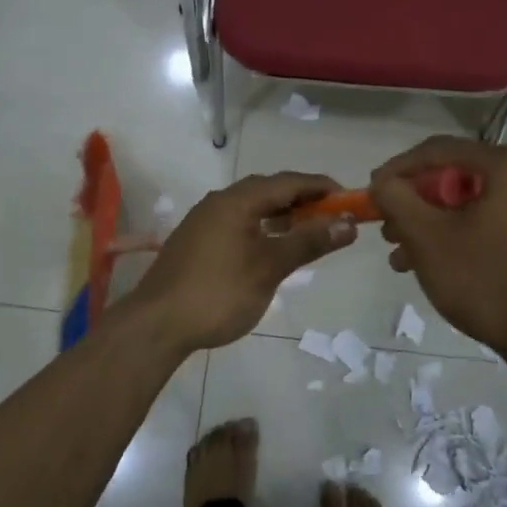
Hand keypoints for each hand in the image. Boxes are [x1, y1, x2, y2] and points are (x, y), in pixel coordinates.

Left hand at [129, 172, 356, 352]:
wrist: (156, 325)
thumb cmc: (219, 292)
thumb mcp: (270, 267)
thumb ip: (309, 241)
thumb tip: (347, 223)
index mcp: (237, 200)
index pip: (288, 181)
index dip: (321, 187)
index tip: (349, 199)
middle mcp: (218, 202)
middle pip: (268, 190)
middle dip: (302, 200)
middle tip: (331, 217)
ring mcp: (203, 221)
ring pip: (251, 207)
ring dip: (281, 215)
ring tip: (307, 232)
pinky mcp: (195, 241)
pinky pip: (237, 222)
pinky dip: (261, 228)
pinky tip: (270, 248)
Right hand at [370, 137, 506, 359]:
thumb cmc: (488, 281)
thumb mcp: (428, 238)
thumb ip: (396, 199)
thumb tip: (382, 182)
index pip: (438, 150)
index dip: (397, 169)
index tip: (370, 193)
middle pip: (455, 176)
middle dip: (414, 204)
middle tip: (387, 230)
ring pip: (470, 202)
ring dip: (431, 224)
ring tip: (401, 257)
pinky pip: (490, 219)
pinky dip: (458, 234)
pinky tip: (432, 264)